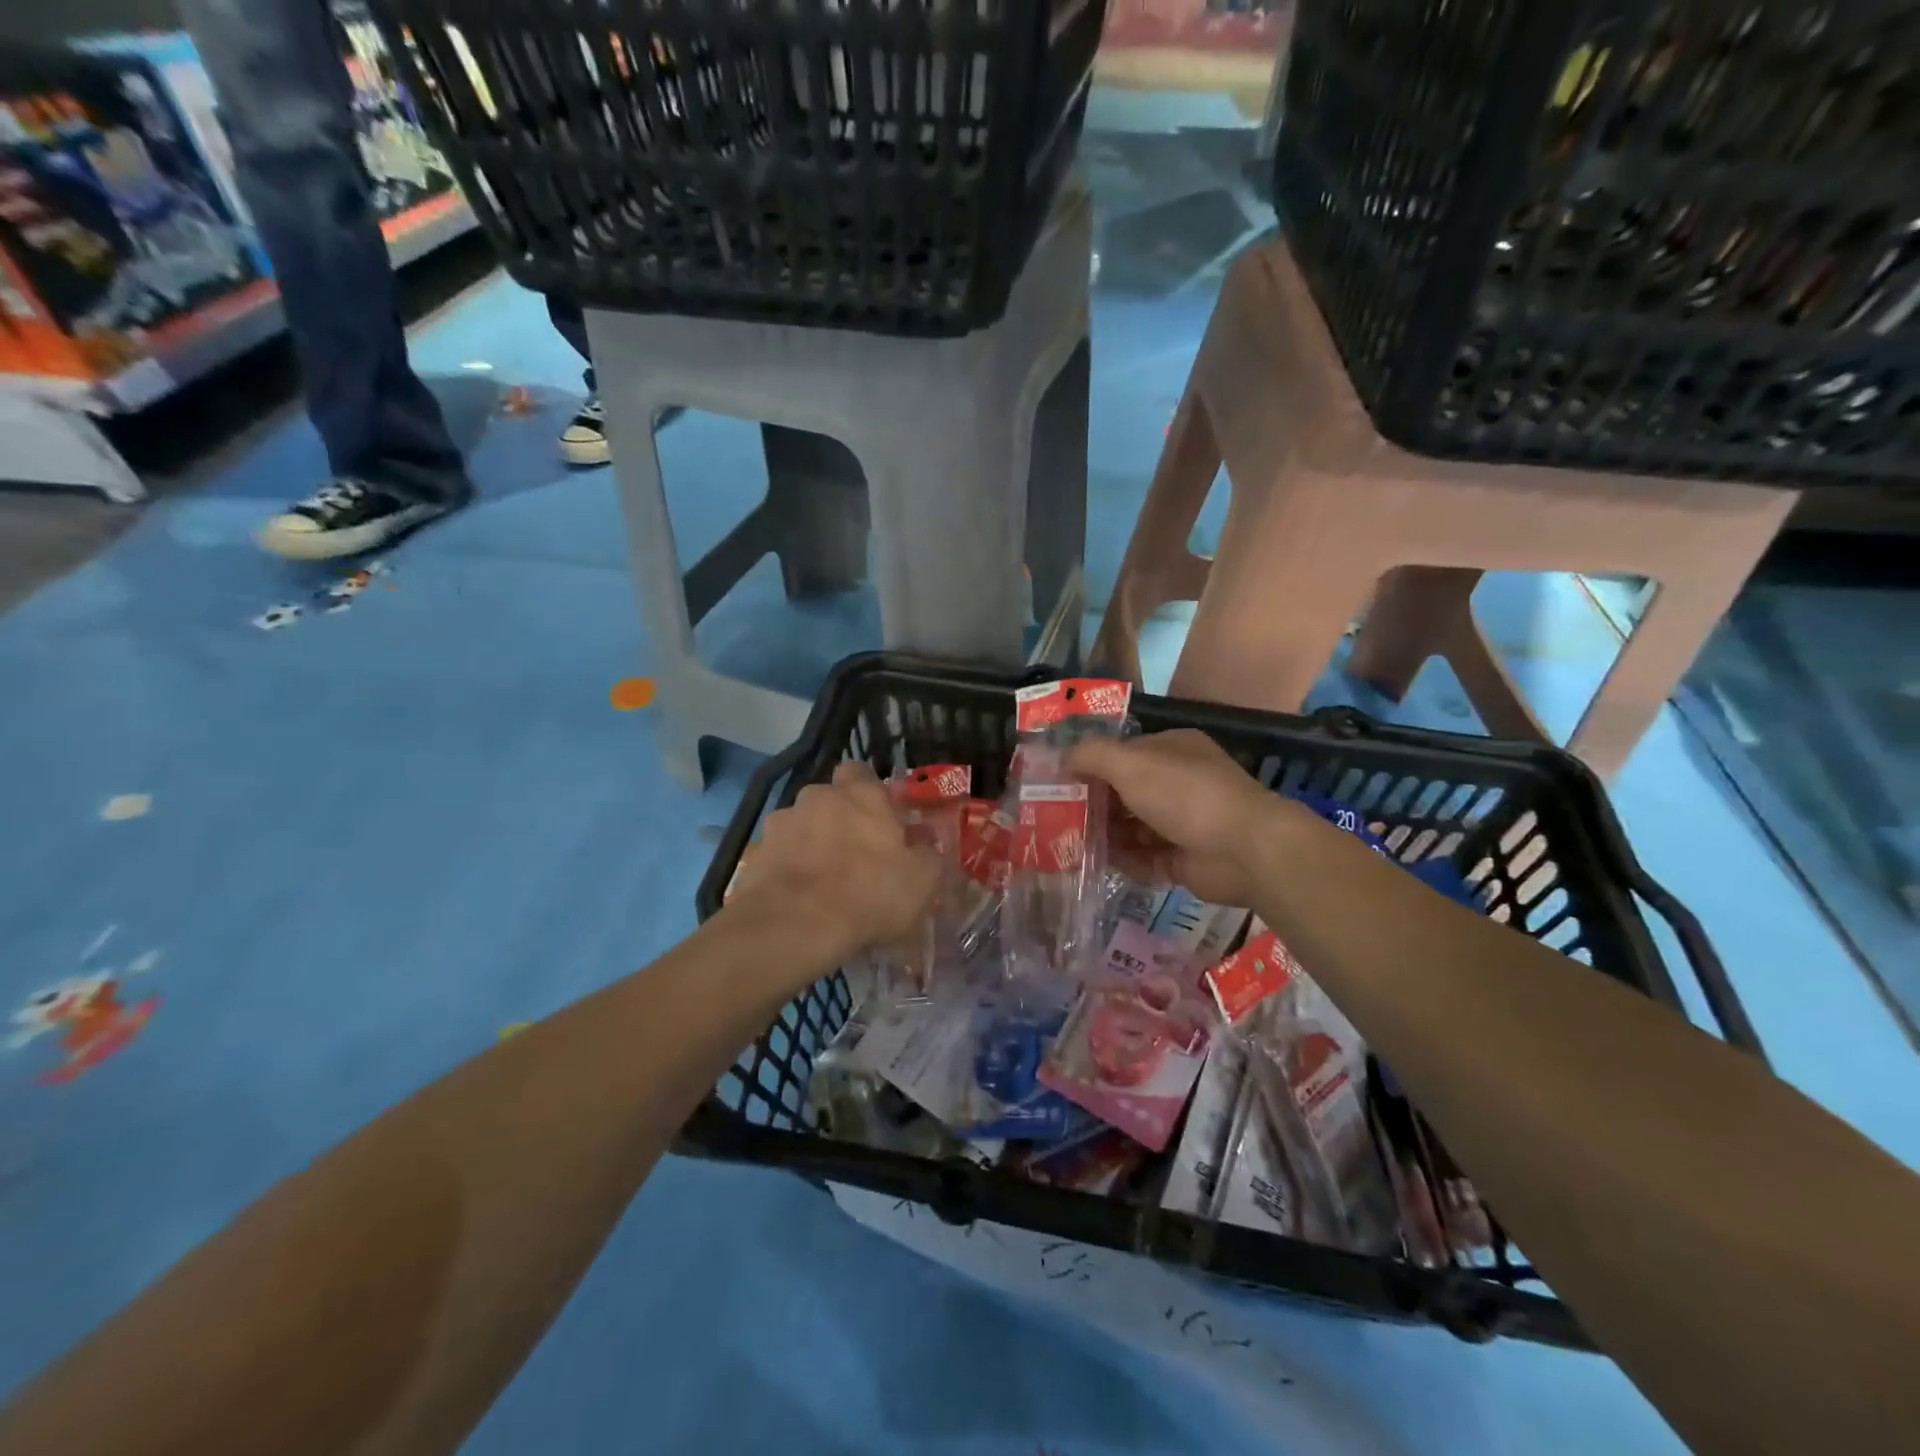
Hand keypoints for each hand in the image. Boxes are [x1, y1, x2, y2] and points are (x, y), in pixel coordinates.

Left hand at [725, 762, 941, 968]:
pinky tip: (797, 899)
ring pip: (801, 827)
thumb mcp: (922, 881)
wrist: (794, 927)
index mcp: (861, 794)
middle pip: (829, 800)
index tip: (880, 819)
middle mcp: (817, 797)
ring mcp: (781, 823)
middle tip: (854, 856)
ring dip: (810, 845)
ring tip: (821, 884)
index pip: (861, 772)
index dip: (869, 792)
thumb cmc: (869, 895)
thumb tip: (921, 844)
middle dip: (838, 820)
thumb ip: (926, 854)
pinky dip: (786, 870)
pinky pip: (777, 856)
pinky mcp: (754, 854)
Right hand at [1068, 730, 1284, 907]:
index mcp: (1172, 750)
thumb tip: (1062, 760)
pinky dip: (1123, 861)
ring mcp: (1183, 823)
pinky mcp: (1184, 860)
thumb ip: (1091, 756)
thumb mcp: (1130, 763)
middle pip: (1125, 792)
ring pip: (1133, 827)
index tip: (1058, 782)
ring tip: (1067, 845)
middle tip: (1056, 818)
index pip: (1123, 753)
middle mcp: (1178, 782)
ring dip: (1104, 835)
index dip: (1091, 765)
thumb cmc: (1185, 794)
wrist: (1245, 850)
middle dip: (1093, 804)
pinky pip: (1145, 859)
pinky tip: (1095, 865)